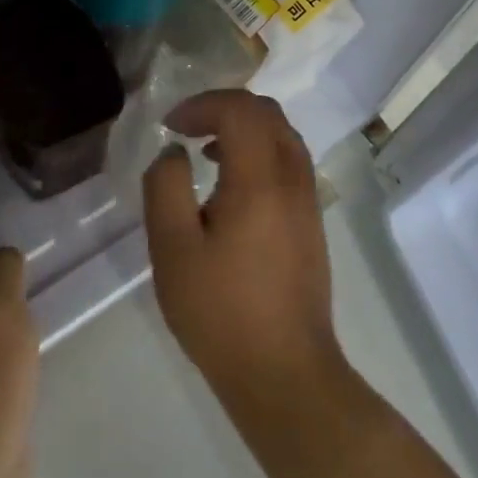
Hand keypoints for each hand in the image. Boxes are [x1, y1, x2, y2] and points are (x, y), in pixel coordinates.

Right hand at [141, 90, 343, 407]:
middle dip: (223, 108)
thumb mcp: (172, 249)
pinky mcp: (311, 223)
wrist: (284, 372)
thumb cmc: (220, 311)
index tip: (170, 126)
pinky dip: (259, 152)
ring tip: (205, 151)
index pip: (240, 109)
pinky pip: (289, 162)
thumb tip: (174, 153)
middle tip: (187, 128)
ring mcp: (308, 201)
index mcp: (260, 179)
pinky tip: (230, 187)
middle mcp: (293, 179)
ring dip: (244, 129)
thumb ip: (165, 187)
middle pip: (267, 113)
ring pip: (283, 136)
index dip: (202, 104)